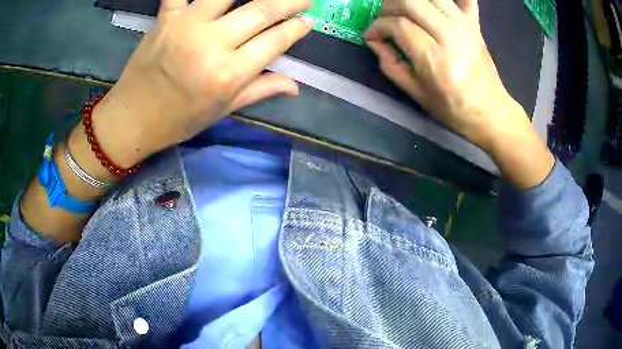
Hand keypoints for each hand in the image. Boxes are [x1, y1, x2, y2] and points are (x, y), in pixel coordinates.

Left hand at [90, 0, 311, 167]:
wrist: (132, 118)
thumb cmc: (178, 120)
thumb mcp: (222, 111)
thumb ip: (260, 90)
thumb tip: (295, 85)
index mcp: (228, 74)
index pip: (275, 41)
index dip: (296, 28)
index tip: (308, 21)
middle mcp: (211, 44)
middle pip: (261, 10)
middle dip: (289, 1)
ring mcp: (187, 25)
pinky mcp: (166, 17)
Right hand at [365, 0, 520, 146]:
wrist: (490, 111)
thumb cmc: (453, 108)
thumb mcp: (415, 93)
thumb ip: (390, 64)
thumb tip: (374, 41)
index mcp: (434, 58)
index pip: (398, 25)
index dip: (378, 26)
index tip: (372, 35)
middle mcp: (450, 35)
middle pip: (411, 2)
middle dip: (389, 6)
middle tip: (384, 19)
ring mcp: (464, 26)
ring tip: (403, 10)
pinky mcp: (474, 23)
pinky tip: (435, 4)